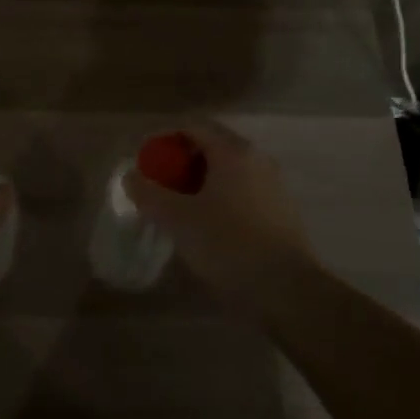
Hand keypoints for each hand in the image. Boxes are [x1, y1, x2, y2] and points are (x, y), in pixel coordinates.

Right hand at [122, 120, 315, 310]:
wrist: (288, 292)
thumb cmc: (229, 245)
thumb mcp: (178, 220)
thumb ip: (149, 194)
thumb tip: (131, 176)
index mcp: (233, 151)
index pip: (193, 126)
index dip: (164, 139)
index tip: (145, 160)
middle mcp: (257, 159)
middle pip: (212, 146)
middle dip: (181, 161)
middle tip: (158, 184)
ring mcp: (273, 185)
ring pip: (228, 171)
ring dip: (200, 182)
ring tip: (178, 207)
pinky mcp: (281, 212)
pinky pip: (242, 192)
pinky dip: (220, 198)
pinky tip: (207, 226)